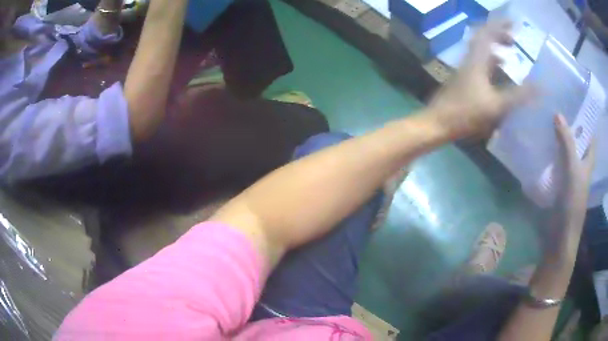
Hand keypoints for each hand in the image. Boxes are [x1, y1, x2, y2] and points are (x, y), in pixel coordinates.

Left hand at [428, 20, 531, 137]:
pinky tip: (500, 74)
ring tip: (510, 52)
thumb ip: (518, 96)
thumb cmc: (466, 113)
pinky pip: (481, 64)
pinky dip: (492, 63)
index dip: (500, 25)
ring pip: (482, 51)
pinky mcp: (464, 80)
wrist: (437, 124)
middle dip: (498, 34)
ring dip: (495, 48)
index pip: (487, 33)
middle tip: (513, 39)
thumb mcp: (496, 105)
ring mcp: (466, 70)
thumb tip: (539, 86)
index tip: (513, 23)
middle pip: (483, 39)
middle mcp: (470, 60)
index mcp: (476, 60)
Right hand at [544, 114, 595, 261]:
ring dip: (556, 139)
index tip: (575, 102)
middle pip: (576, 140)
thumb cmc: (572, 202)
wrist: (560, 234)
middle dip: (568, 125)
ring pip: (564, 151)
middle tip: (555, 106)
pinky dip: (549, 154)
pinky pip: (554, 163)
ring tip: (545, 121)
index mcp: (587, 161)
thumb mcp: (573, 169)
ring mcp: (568, 174)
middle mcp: (579, 165)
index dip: (585, 119)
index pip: (589, 136)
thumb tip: (557, 114)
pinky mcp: (557, 183)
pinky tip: (540, 145)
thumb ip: (567, 143)